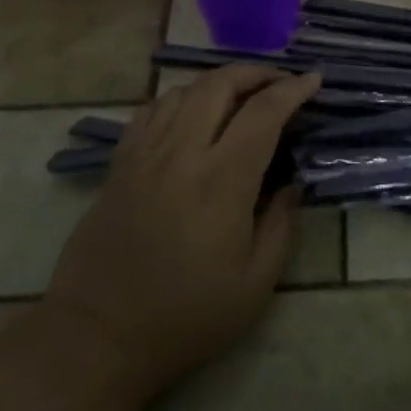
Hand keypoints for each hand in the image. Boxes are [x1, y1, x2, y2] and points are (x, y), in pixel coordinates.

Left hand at [36, 64, 320, 410]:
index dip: (292, 90)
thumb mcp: (255, 285)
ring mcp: (145, 154)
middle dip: (256, 73)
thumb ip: (282, 225)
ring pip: (184, 91)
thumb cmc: (186, 317)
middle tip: (279, 81)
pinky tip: (192, 113)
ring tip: (240, 95)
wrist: (98, 337)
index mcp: (221, 182)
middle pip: (219, 85)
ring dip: (219, 83)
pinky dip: (180, 98)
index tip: (313, 80)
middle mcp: (181, 154)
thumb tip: (292, 182)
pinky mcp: (120, 164)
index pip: (263, 113)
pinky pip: (151, 110)